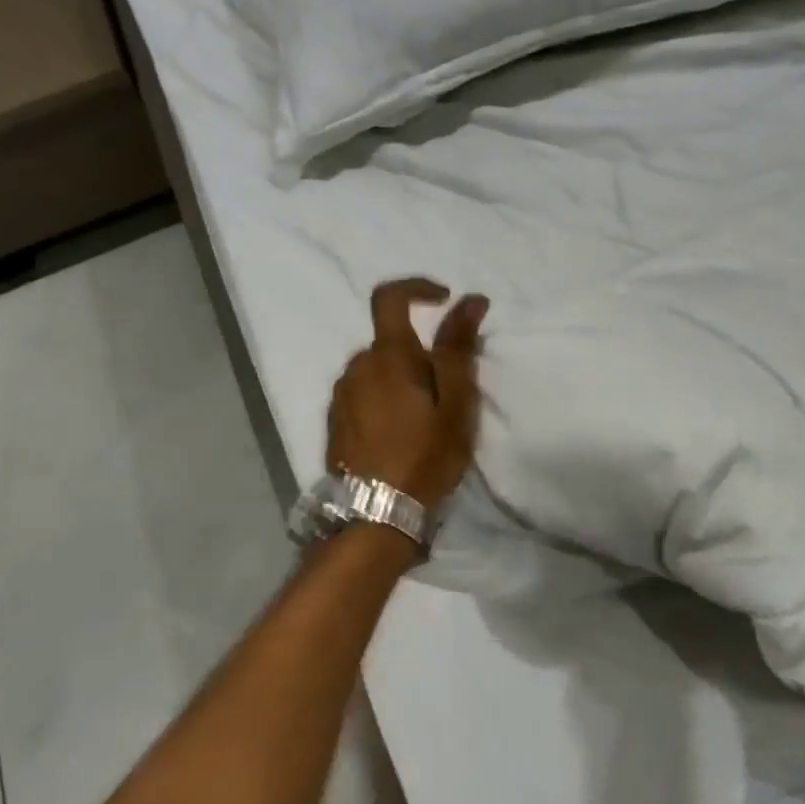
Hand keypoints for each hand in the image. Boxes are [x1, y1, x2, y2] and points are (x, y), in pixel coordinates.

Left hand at [326, 279, 488, 514]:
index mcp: (388, 357)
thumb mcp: (456, 404)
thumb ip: (459, 348)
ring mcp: (340, 396)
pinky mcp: (334, 422)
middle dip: (419, 356)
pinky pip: (363, 395)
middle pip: (390, 343)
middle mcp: (356, 367)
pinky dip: (384, 401)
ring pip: (376, 371)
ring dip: (401, 381)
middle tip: (448, 395)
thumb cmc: (425, 456)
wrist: (376, 515)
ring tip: (425, 422)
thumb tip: (470, 300)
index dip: (417, 288)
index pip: (390, 297)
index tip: (444, 300)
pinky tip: (399, 436)